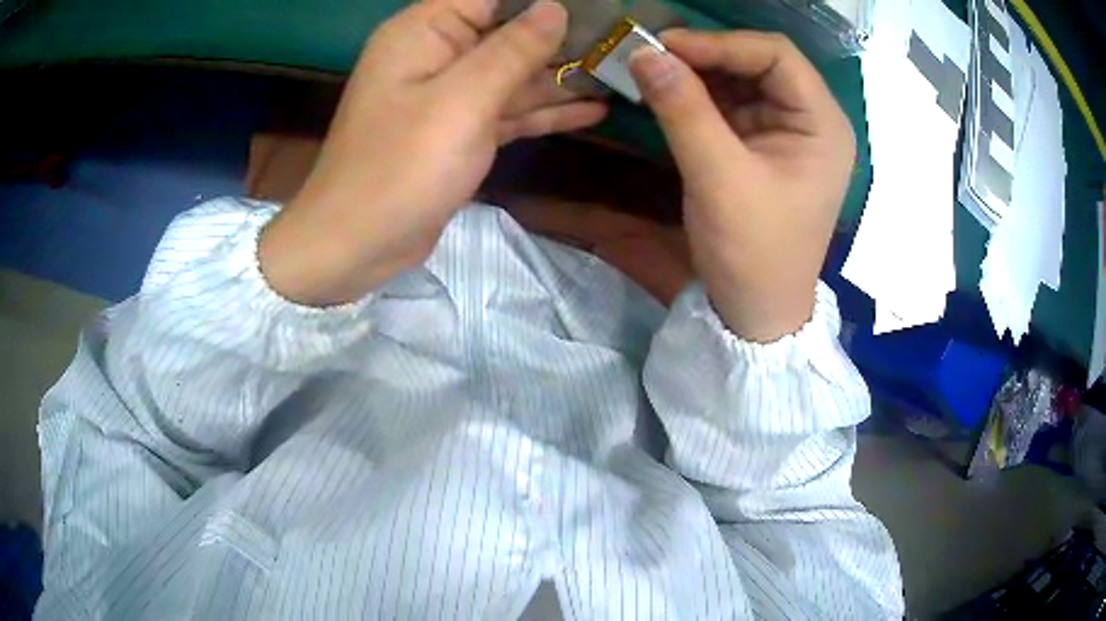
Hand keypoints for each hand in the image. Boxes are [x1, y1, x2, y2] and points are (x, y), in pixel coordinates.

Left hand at [260, 0, 606, 305]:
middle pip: (507, 31)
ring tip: (619, 73)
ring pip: (513, 74)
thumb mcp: (462, 100)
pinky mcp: (459, 131)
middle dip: (562, 35)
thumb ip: (512, 49)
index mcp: (425, 31)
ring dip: (562, 76)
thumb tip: (554, 8)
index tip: (593, 4)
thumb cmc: (401, 166)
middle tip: (619, 40)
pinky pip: (508, 110)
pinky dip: (545, 111)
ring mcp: (448, 95)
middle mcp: (436, 54)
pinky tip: (593, 111)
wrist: (357, 244)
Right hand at [629, 31, 854, 342]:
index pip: (777, 56)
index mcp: (822, 124)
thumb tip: (644, 54)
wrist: (757, 312)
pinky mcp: (762, 146)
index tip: (664, 45)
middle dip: (706, 55)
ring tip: (652, 71)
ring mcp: (786, 132)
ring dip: (698, 73)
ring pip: (742, 81)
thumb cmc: (754, 252)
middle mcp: (811, 120)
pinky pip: (730, 106)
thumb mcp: (719, 178)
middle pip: (759, 63)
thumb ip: (684, 110)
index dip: (721, 43)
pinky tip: (667, 94)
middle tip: (652, 55)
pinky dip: (698, 97)